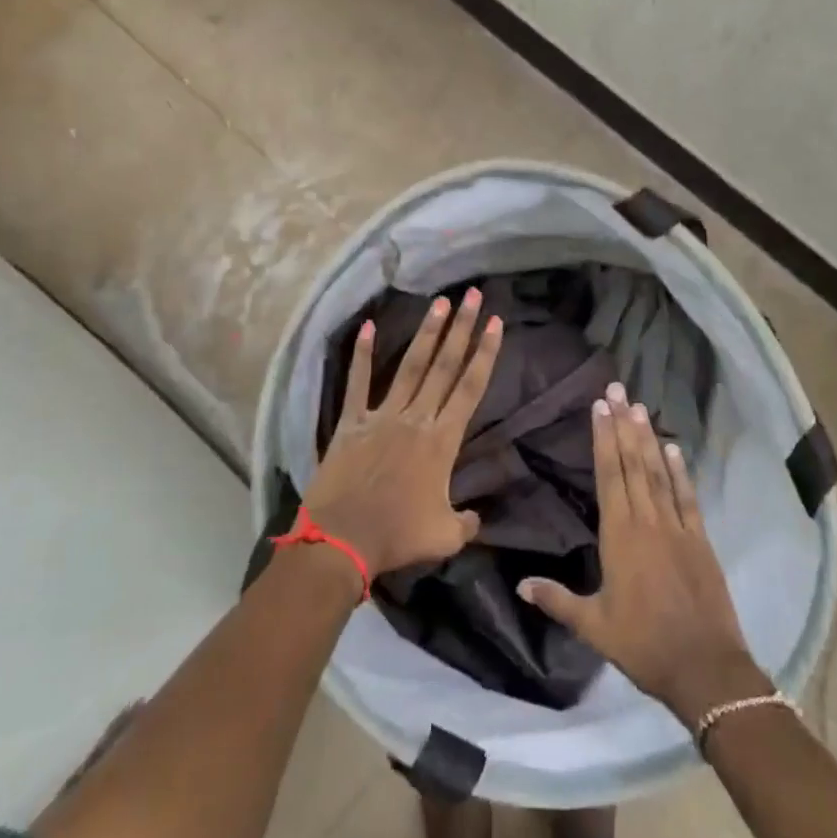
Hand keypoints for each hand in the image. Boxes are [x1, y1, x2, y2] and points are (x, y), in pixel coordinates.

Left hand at [304, 289, 502, 577]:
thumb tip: (476, 517)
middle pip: (444, 366)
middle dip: (461, 328)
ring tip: (439, 303)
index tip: (494, 322)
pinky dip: (360, 355)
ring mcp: (382, 416)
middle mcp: (416, 419)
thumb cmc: (397, 537)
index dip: (485, 354)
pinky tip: (366, 327)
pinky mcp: (351, 423)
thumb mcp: (445, 536)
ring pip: (410, 366)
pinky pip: (356, 384)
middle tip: (471, 295)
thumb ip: (467, 522)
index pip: (471, 388)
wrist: (341, 541)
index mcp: (442, 441)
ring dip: (426, 333)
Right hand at [518, 384, 768, 728]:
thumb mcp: (593, 626)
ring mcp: (676, 527)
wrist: (704, 667)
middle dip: (623, 424)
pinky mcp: (700, 539)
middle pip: (633, 463)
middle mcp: (647, 521)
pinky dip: (680, 470)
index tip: (599, 407)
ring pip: (658, 472)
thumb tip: (520, 583)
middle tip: (617, 389)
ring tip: (639, 405)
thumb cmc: (642, 645)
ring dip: (648, 438)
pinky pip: (687, 496)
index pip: (609, 475)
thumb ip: (557, 600)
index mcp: (619, 535)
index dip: (603, 438)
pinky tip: (673, 448)